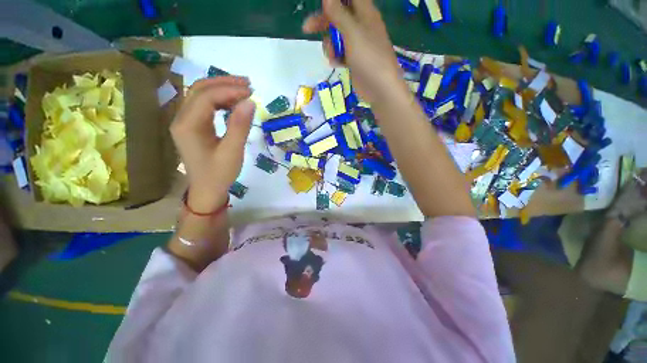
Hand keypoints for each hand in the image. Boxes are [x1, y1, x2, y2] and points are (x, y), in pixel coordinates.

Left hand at [170, 76, 254, 212]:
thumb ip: (240, 126)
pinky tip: (233, 103)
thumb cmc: (220, 174)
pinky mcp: (192, 126)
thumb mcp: (233, 151)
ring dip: (222, 89)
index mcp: (188, 125)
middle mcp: (182, 118)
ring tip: (243, 91)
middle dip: (224, 83)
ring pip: (201, 95)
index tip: (252, 92)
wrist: (207, 190)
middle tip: (248, 85)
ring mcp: (185, 121)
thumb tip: (250, 102)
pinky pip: (204, 105)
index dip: (230, 90)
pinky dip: (219, 100)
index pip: (207, 97)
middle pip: (200, 89)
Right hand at [302, 0, 403, 103]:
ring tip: (332, 56)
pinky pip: (340, 53)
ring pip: (337, 37)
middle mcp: (361, 26)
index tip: (321, 5)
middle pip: (338, 16)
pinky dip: (336, 57)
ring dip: (330, 45)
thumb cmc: (369, 57)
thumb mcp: (352, 32)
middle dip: (323, 21)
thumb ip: (339, 14)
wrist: (379, 88)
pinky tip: (336, 64)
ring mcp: (357, 45)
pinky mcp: (354, 60)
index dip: (334, 0)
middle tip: (307, 28)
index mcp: (365, 13)